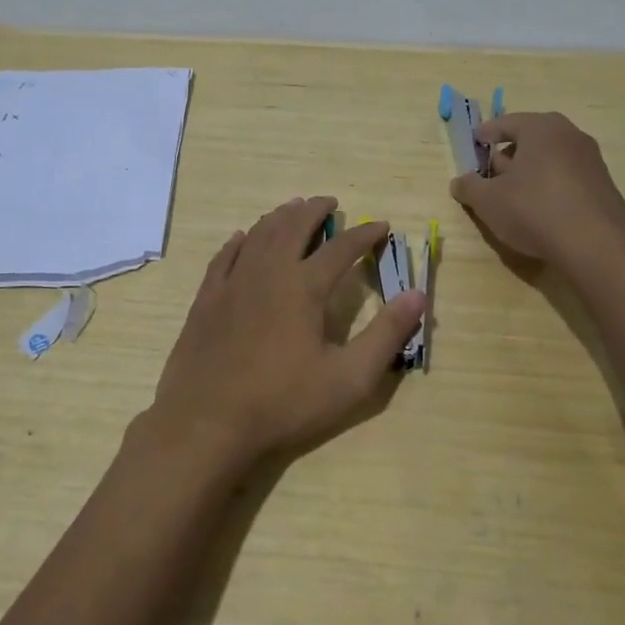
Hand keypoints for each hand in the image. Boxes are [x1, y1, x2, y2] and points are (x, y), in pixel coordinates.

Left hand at [146, 196, 427, 467]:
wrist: (207, 422)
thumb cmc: (283, 403)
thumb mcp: (349, 378)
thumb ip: (386, 335)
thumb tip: (417, 295)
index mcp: (304, 287)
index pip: (341, 248)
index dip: (365, 234)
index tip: (381, 226)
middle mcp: (267, 272)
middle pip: (293, 226)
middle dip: (314, 210)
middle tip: (329, 202)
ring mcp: (232, 283)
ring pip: (258, 234)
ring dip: (279, 217)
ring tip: (292, 209)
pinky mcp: (206, 299)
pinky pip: (224, 256)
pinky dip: (239, 240)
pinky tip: (243, 237)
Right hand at [450, 112, 624, 266]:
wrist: (596, 245)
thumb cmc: (534, 210)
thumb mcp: (488, 201)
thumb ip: (469, 187)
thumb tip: (460, 182)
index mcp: (541, 128)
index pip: (506, 123)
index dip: (486, 133)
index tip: (475, 142)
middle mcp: (570, 135)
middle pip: (531, 139)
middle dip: (509, 154)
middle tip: (491, 173)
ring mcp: (592, 160)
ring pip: (551, 159)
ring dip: (530, 172)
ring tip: (514, 196)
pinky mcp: (604, 186)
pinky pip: (568, 178)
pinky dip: (551, 187)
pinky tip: (541, 211)